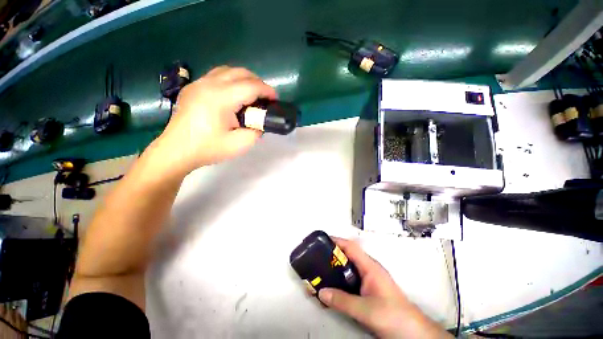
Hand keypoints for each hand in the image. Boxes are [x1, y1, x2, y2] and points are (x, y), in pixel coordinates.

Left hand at [154, 66, 276, 172]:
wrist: (177, 150)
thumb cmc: (208, 148)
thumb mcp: (239, 145)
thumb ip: (256, 131)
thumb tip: (259, 122)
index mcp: (221, 98)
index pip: (251, 86)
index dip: (267, 90)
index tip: (275, 99)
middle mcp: (209, 84)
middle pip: (240, 73)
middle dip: (258, 82)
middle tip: (265, 97)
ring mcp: (198, 83)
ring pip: (228, 71)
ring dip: (244, 79)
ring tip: (252, 94)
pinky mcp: (193, 87)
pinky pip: (217, 75)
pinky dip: (231, 80)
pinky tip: (233, 94)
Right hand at [318, 238, 450, 338]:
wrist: (412, 332)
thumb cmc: (393, 315)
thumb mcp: (365, 309)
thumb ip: (342, 301)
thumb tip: (322, 292)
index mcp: (370, 267)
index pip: (351, 247)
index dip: (337, 241)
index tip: (323, 240)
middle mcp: (369, 269)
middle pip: (348, 255)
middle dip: (334, 254)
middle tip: (318, 256)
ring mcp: (369, 279)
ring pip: (349, 267)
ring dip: (337, 267)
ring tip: (322, 269)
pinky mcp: (369, 289)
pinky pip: (351, 278)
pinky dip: (341, 278)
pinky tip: (334, 286)